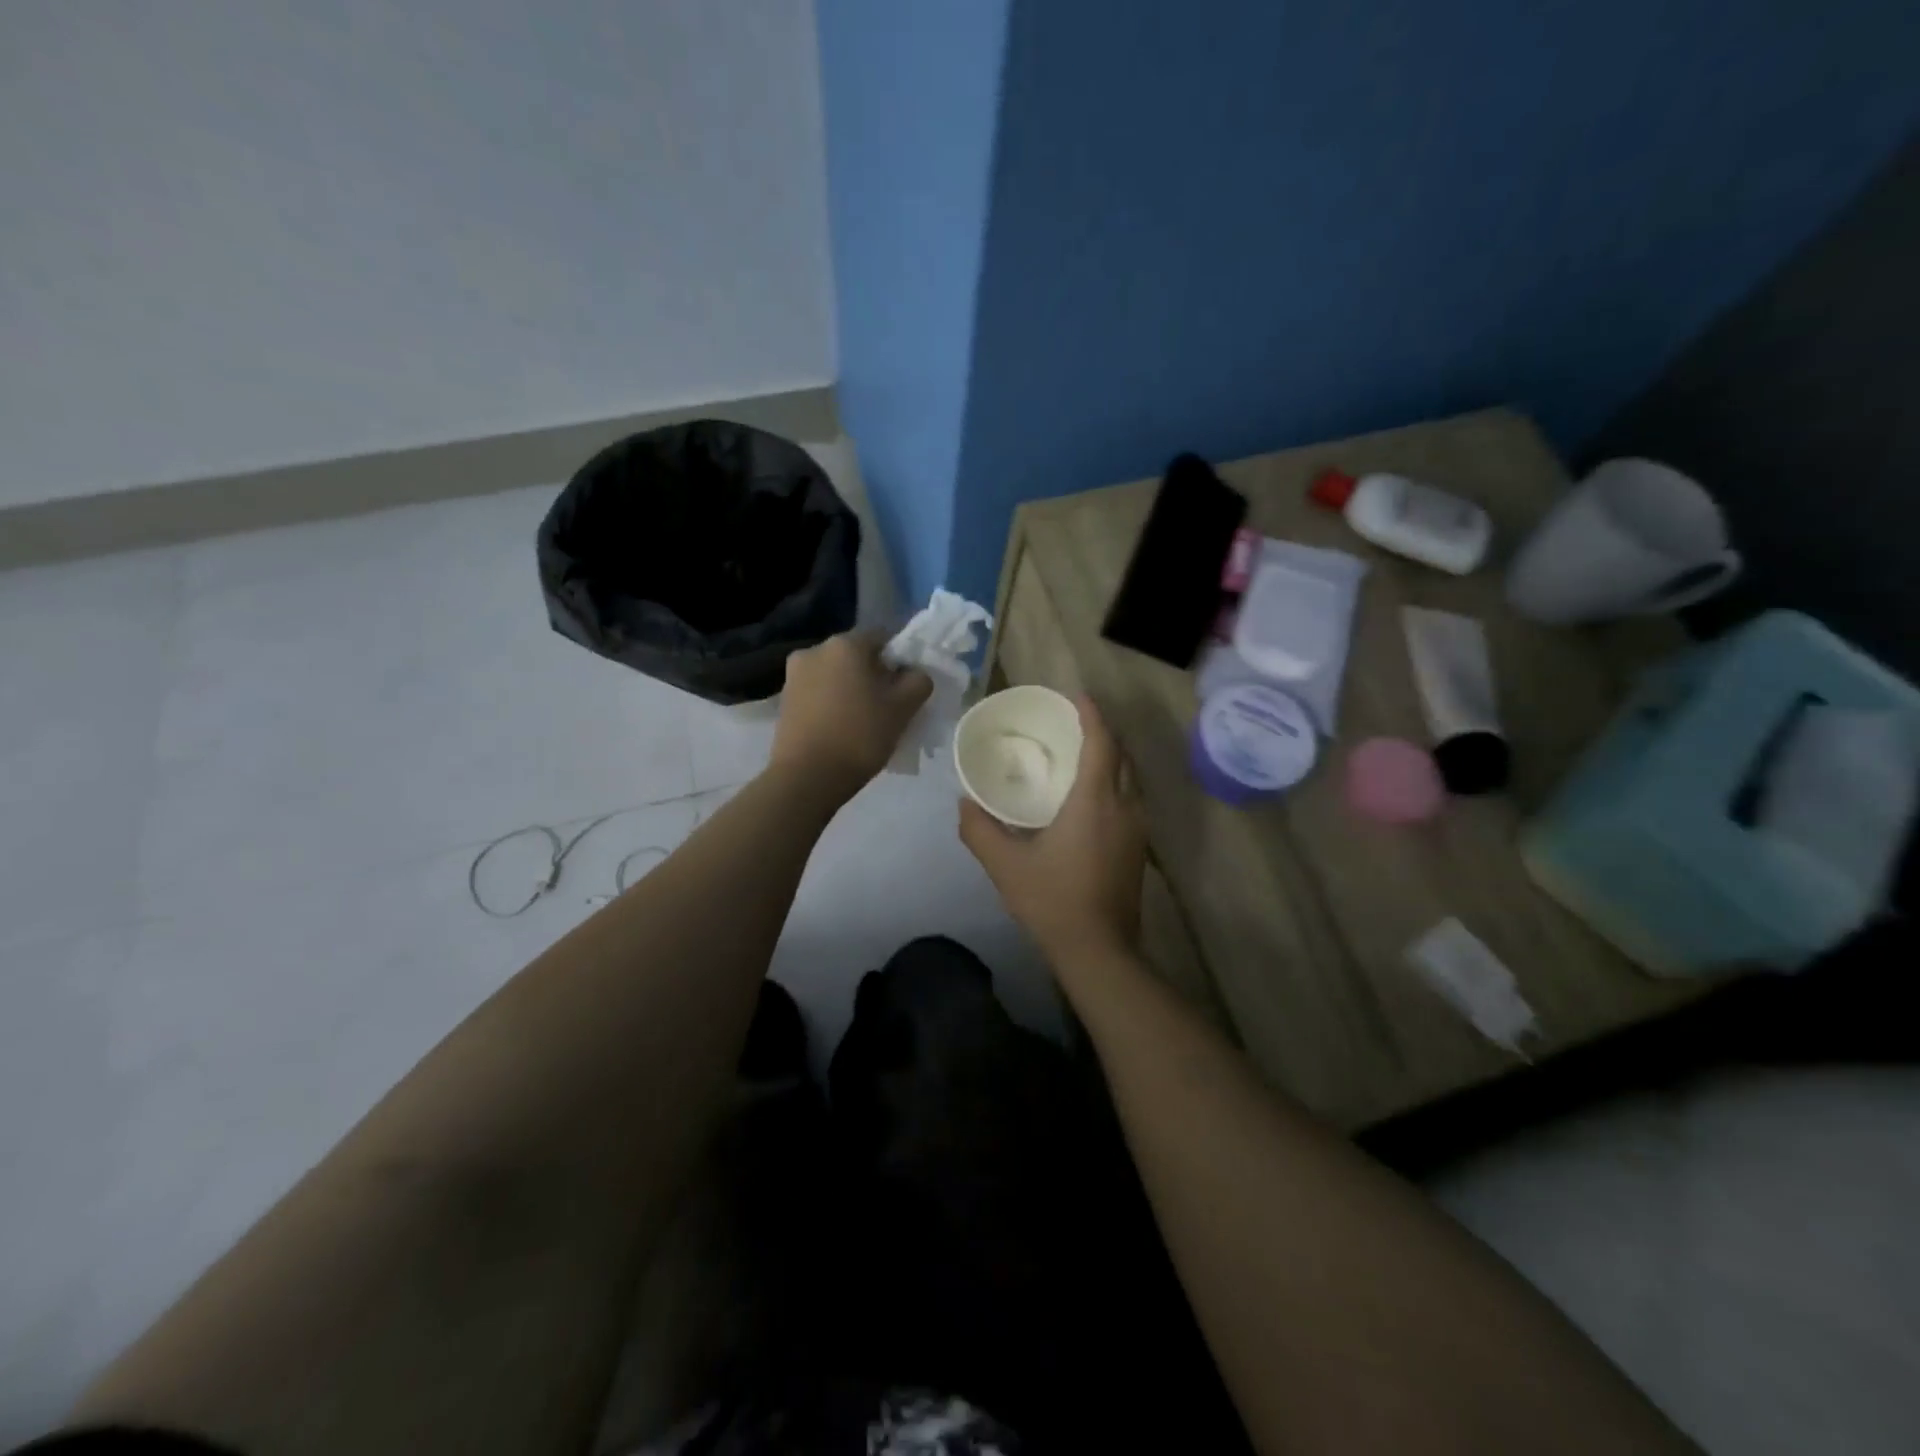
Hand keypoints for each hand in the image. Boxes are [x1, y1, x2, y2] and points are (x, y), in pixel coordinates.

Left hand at [770, 630, 932, 798]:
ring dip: (851, 689)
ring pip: (835, 675)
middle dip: (874, 675)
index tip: (907, 688)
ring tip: (863, 721)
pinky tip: (841, 728)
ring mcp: (794, 674)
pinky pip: (818, 692)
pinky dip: (832, 703)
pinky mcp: (784, 700)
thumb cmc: (860, 736)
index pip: (883, 638)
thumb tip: (914, 674)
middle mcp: (815, 649)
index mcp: (845, 644)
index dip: (900, 660)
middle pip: (856, 656)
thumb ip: (918, 681)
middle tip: (888, 706)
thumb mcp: (903, 709)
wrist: (807, 777)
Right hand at [959, 696, 1147, 965]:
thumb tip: (964, 801)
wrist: (1099, 950)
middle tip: (1071, 723)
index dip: (1091, 714)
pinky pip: (1129, 799)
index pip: (1101, 742)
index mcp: (1095, 801)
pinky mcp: (1138, 849)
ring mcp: (1136, 829)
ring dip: (1109, 758)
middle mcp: (1124, 806)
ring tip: (1079, 754)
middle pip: (1121, 755)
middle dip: (1101, 732)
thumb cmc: (1052, 901)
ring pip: (1129, 778)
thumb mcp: (1005, 865)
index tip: (1076, 695)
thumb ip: (980, 829)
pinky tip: (1089, 797)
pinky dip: (1112, 783)